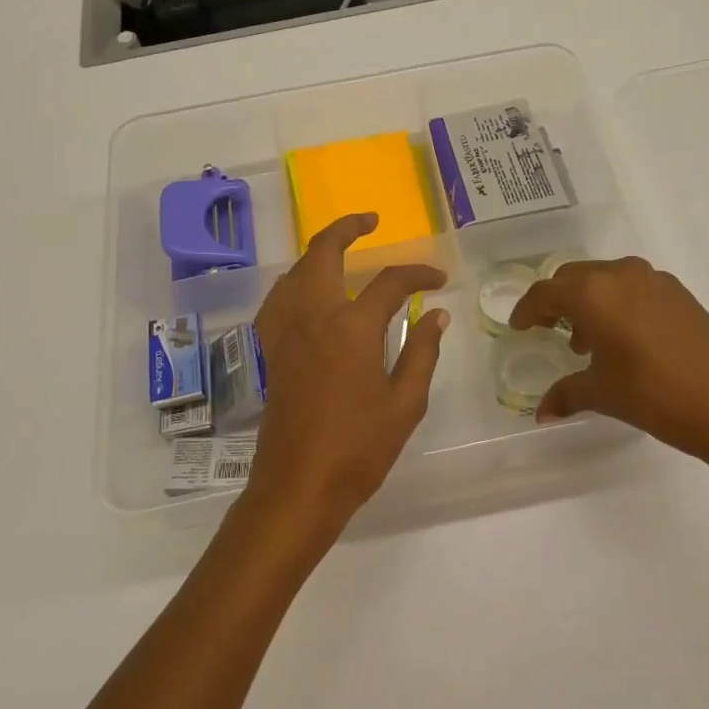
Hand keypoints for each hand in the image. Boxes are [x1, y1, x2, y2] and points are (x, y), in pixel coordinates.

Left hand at [241, 214, 449, 546]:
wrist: (297, 488)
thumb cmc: (358, 450)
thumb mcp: (405, 404)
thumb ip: (422, 352)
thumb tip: (436, 315)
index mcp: (351, 328)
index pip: (389, 282)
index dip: (418, 274)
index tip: (439, 281)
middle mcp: (312, 317)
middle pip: (323, 253)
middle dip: (347, 228)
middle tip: (370, 220)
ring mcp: (284, 332)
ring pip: (294, 271)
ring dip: (318, 251)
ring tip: (341, 249)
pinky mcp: (270, 351)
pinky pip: (278, 299)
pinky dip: (295, 281)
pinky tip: (306, 292)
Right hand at [508, 257, 708, 473]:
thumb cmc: (654, 394)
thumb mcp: (603, 394)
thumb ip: (567, 394)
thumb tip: (542, 412)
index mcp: (592, 293)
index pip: (546, 293)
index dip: (527, 310)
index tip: (519, 326)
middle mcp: (620, 275)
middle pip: (574, 277)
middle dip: (556, 301)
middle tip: (548, 328)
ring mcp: (654, 280)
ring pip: (605, 279)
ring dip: (588, 301)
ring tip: (586, 341)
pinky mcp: (679, 293)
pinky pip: (633, 287)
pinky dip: (617, 304)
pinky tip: (623, 339)